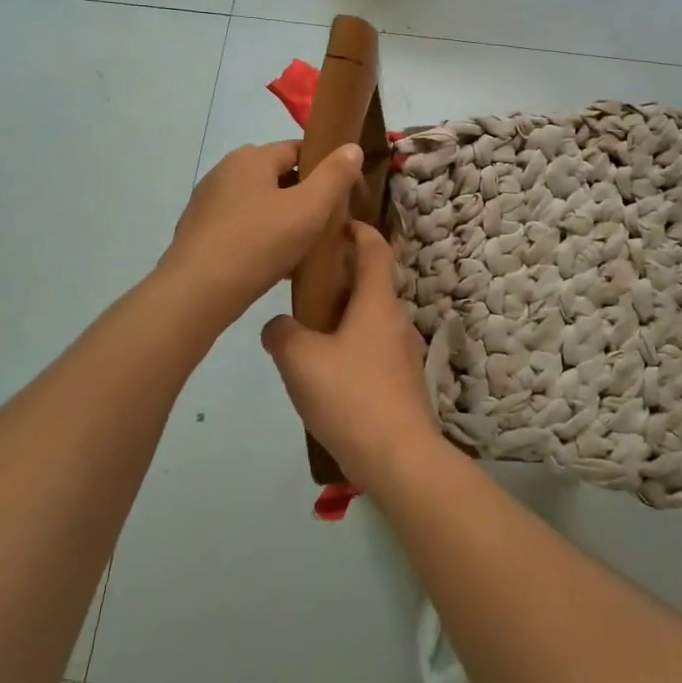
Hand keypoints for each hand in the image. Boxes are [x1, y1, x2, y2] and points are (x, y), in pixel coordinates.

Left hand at [160, 139, 364, 323]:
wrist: (196, 293)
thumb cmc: (258, 244)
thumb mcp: (309, 209)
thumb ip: (335, 176)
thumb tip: (352, 148)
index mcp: (252, 157)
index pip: (298, 149)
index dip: (326, 168)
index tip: (345, 195)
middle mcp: (226, 170)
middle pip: (278, 175)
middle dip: (305, 196)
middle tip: (327, 224)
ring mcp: (208, 201)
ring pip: (260, 202)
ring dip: (283, 219)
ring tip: (304, 248)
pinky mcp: (198, 230)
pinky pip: (241, 224)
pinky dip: (260, 236)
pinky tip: (273, 263)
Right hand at [260, 222, 440, 493]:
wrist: (399, 457)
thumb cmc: (351, 396)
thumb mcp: (301, 360)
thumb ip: (282, 334)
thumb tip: (277, 326)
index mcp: (378, 302)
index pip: (375, 249)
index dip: (358, 230)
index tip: (336, 224)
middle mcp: (397, 319)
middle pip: (372, 283)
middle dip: (342, 276)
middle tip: (304, 283)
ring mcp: (404, 352)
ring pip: (372, 318)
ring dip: (345, 314)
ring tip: (308, 329)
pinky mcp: (403, 381)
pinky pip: (374, 348)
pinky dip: (352, 345)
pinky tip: (326, 372)